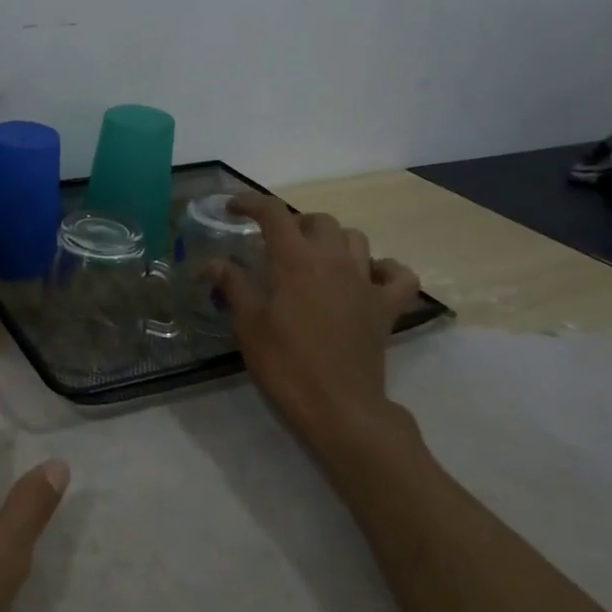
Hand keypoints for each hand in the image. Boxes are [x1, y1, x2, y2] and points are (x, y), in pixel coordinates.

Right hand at [212, 194, 423, 459]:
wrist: (338, 408)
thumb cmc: (285, 365)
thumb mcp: (248, 325)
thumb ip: (233, 286)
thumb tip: (213, 263)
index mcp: (296, 261)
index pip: (273, 214)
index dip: (251, 203)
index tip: (233, 208)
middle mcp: (334, 261)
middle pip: (318, 220)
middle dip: (295, 223)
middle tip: (275, 244)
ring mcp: (365, 283)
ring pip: (356, 239)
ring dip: (333, 240)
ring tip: (315, 258)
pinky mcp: (386, 308)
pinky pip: (397, 275)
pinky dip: (384, 269)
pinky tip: (367, 278)